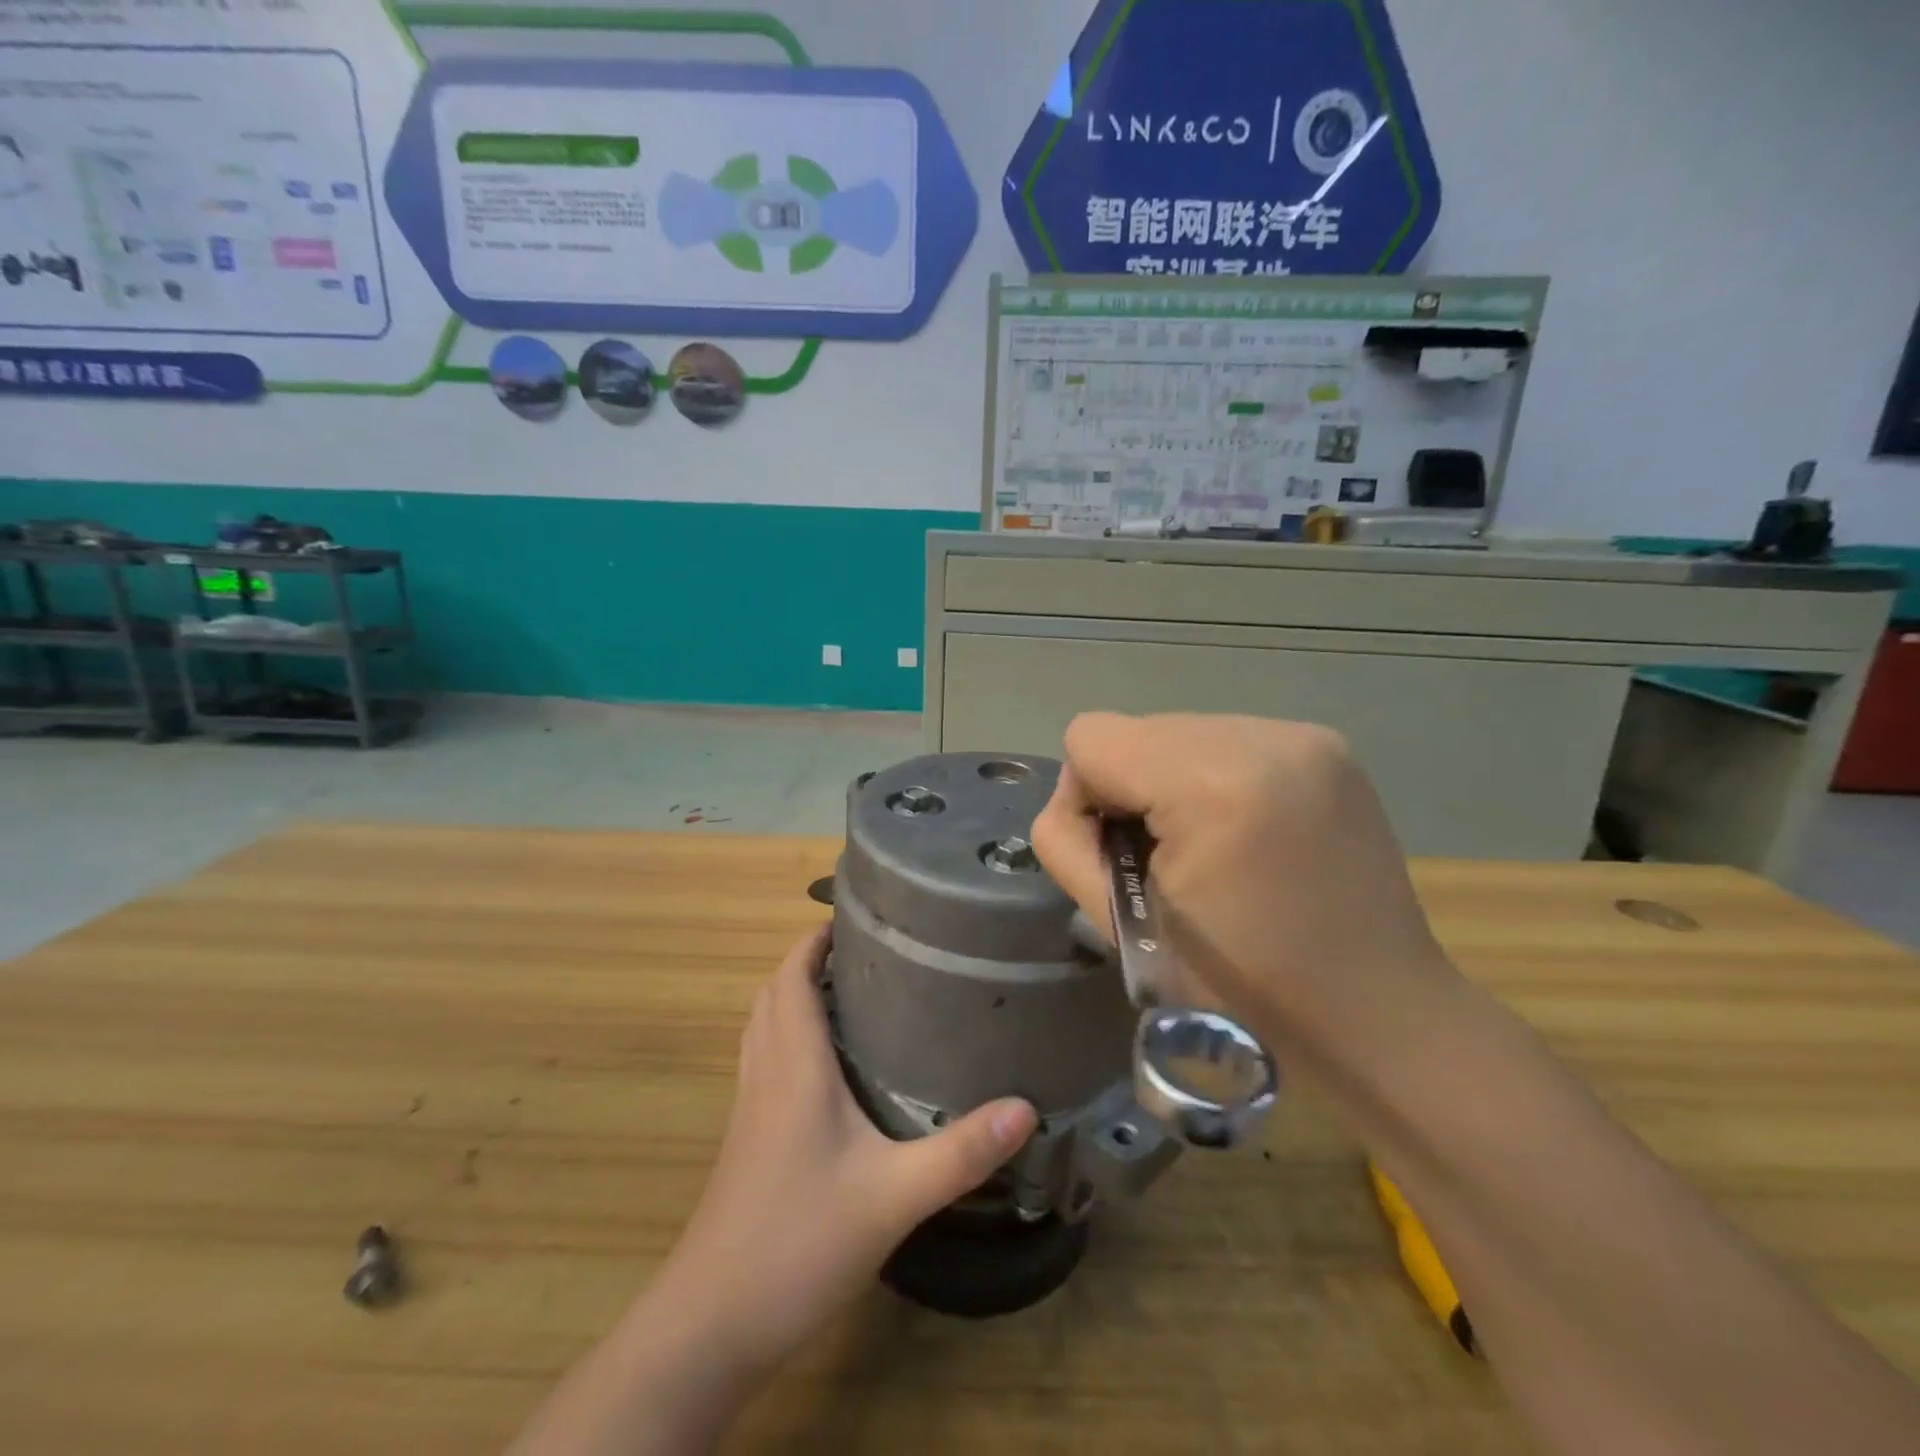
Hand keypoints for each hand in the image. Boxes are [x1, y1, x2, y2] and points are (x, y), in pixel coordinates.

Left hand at [654, 925, 1037, 1385]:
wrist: (713, 1324)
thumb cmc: (799, 1242)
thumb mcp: (893, 1197)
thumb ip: (961, 1152)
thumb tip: (1026, 1108)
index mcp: (793, 1067)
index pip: (790, 979)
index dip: (812, 940)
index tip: (852, 917)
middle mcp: (765, 1075)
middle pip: (772, 995)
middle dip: (806, 961)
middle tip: (862, 952)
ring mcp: (749, 1109)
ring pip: (762, 1027)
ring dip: (791, 996)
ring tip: (846, 993)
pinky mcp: (745, 1140)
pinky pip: (762, 1061)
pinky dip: (785, 1036)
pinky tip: (825, 1068)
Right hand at [1031, 713, 1463, 1070]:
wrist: (1374, 1011)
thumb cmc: (1240, 987)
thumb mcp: (1123, 925)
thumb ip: (1066, 843)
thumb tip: (1077, 804)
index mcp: (1212, 783)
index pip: (1091, 737)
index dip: (1084, 799)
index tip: (1121, 858)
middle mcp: (1264, 738)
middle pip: (1137, 730)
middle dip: (1131, 789)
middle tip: (1166, 861)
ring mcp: (1303, 737)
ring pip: (1180, 732)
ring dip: (1172, 782)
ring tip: (1210, 848)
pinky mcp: (1326, 747)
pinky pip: (1229, 741)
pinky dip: (1214, 778)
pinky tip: (1245, 832)